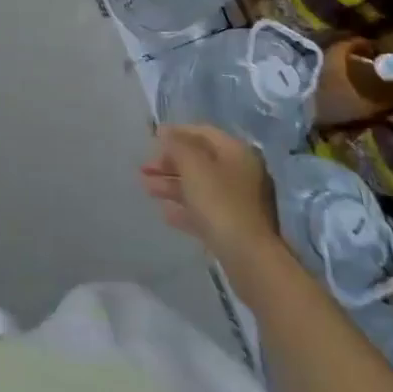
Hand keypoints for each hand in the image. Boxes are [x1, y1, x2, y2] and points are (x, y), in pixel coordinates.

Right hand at [141, 125, 282, 276]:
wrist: (249, 259)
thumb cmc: (219, 202)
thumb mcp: (193, 165)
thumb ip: (177, 145)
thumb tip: (166, 133)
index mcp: (236, 152)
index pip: (203, 132)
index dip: (176, 133)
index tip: (151, 140)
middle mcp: (241, 173)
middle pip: (200, 160)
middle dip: (170, 162)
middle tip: (144, 169)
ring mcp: (240, 202)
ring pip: (200, 186)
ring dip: (172, 185)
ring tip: (146, 189)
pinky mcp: (235, 228)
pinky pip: (205, 210)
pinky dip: (185, 208)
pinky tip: (165, 213)